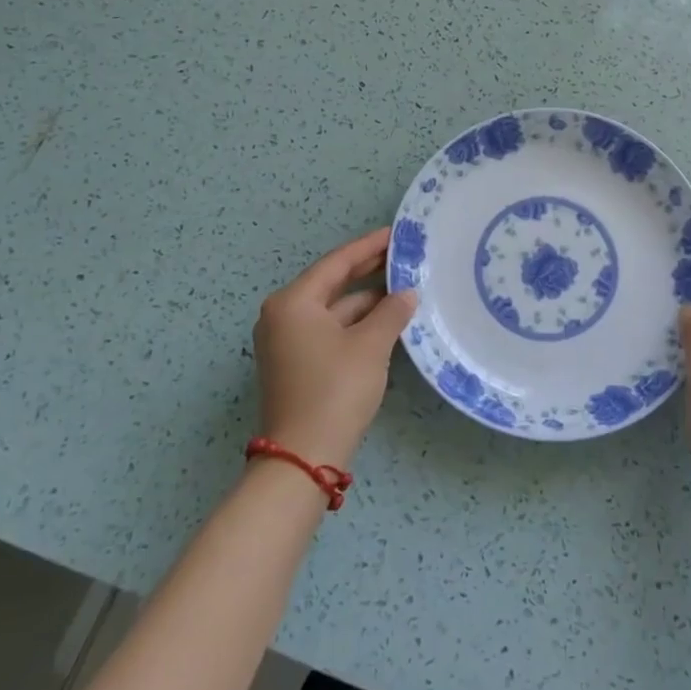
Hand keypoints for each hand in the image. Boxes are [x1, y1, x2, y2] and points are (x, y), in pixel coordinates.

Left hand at [252, 227, 416, 469]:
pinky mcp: (296, 364)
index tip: (396, 233)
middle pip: (332, 283)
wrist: (304, 456)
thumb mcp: (371, 345)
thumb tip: (407, 293)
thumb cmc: (335, 388)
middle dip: (368, 270)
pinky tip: (386, 320)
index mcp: (293, 302)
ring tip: (404, 288)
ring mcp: (287, 342)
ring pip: (333, 309)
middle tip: (403, 256)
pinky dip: (356, 323)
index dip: (369, 246)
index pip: (337, 263)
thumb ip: (391, 312)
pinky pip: (330, 330)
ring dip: (366, 300)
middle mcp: (283, 316)